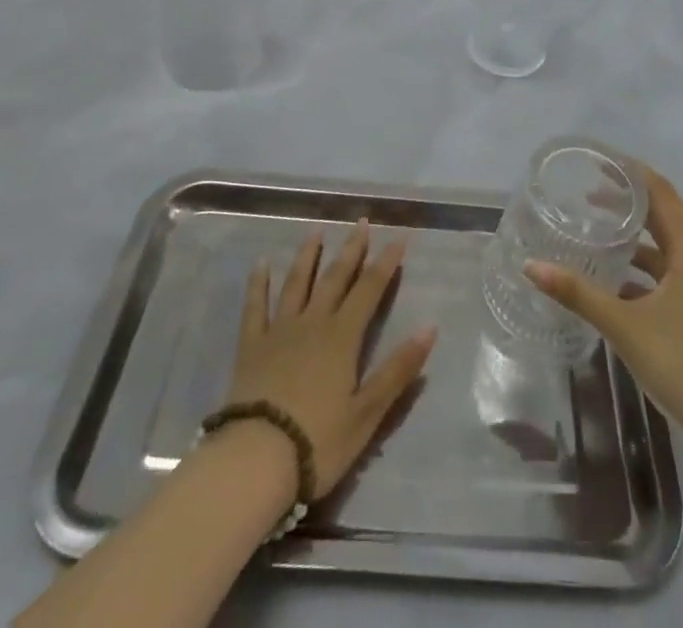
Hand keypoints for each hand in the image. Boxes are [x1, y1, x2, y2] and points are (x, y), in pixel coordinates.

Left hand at [226, 224, 437, 501]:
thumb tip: (431, 327)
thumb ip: (398, 369)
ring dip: (308, 256)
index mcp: (342, 337)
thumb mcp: (368, 412)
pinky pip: (255, 307)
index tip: (398, 238)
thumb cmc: (318, 442)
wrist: (255, 460)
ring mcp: (279, 331)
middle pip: (335, 278)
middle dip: (351, 249)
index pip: (369, 290)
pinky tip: (261, 264)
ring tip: (315, 231)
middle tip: (361, 221)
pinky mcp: (251, 346)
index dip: (385, 263)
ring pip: (296, 283)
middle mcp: (313, 322)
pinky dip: (258, 284)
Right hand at [525, 166, 682, 467]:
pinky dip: (638, 272)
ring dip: (632, 239)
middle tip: (587, 194)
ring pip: (662, 250)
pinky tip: (611, 285)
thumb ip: (578, 294)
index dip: (634, 173)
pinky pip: (664, 277)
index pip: (662, 194)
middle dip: (627, 203)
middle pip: (662, 218)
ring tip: (595, 235)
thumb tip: (531, 266)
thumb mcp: (625, 326)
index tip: (602, 161)